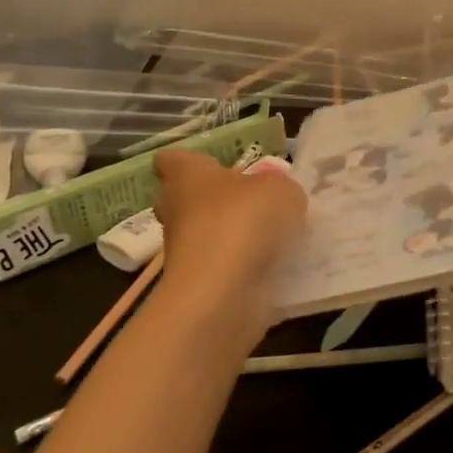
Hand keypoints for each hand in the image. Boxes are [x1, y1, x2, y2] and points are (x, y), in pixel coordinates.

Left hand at [152, 151, 307, 301]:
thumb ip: (279, 188)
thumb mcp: (280, 190)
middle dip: (216, 201)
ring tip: (275, 238)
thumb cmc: (243, 222)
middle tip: (253, 203)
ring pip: (206, 236)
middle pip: (188, 200)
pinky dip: (243, 268)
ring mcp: (182, 253)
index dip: (193, 162)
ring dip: (233, 237)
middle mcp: (176, 212)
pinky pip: (222, 268)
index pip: (172, 160)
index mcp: (187, 176)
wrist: (223, 292)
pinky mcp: (196, 287)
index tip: (218, 166)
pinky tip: (274, 267)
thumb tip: (276, 197)